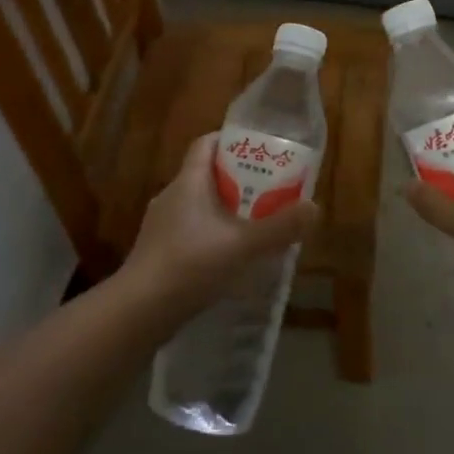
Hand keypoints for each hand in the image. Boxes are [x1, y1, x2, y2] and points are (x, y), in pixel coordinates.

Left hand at [123, 134, 318, 316]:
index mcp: (188, 182)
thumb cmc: (190, 264)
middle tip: (268, 190)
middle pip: (206, 175)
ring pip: (198, 206)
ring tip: (254, 224)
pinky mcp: (158, 253)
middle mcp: (172, 196)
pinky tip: (229, 257)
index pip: (206, 144)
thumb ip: (279, 227)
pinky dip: (211, 235)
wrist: (139, 311)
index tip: (257, 150)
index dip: (230, 141)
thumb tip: (314, 208)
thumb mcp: (242, 245)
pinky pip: (190, 231)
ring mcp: (161, 226)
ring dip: (225, 210)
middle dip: (237, 179)